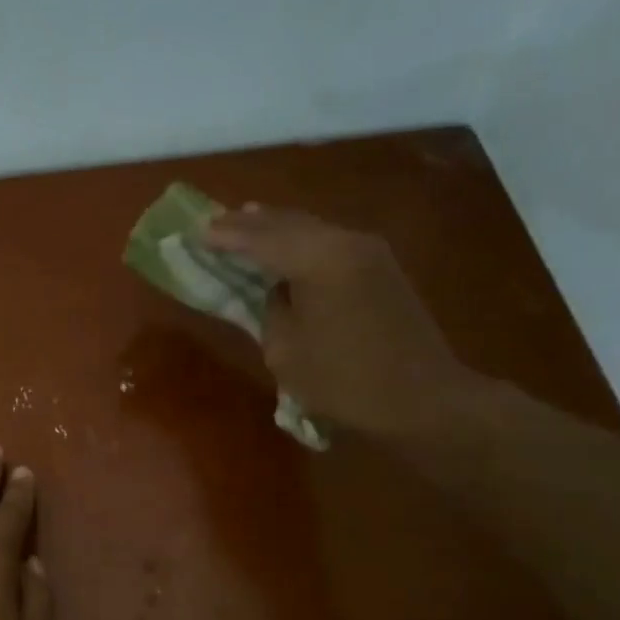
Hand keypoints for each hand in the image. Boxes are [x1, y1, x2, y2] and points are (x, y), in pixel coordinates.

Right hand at [203, 206, 481, 437]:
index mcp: (319, 261)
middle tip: (214, 222)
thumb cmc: (345, 382)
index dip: (226, 236)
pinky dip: (300, 238)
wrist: (423, 399)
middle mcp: (345, 242)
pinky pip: (328, 240)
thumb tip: (275, 290)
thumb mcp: (286, 352)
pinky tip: (285, 242)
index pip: (260, 240)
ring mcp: (368, 251)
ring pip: (310, 227)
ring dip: (275, 227)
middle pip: (287, 223)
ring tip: (244, 221)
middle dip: (249, 224)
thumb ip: (271, 310)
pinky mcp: (380, 266)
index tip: (196, 231)